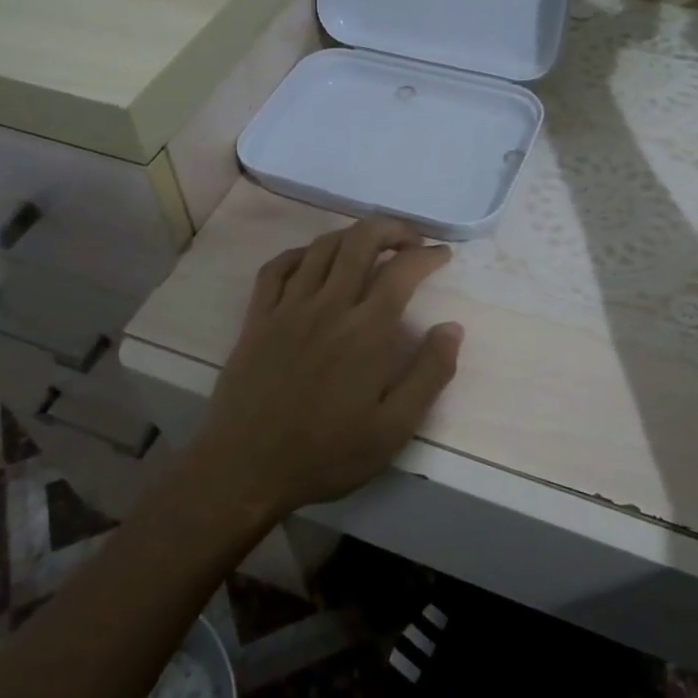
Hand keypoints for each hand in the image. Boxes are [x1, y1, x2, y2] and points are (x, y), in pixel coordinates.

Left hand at [192, 218, 463, 520]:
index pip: (402, 271)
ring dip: (352, 235)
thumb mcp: (394, 429)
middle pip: (361, 241)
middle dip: (391, 229)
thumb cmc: (326, 453)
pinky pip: (277, 268)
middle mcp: (329, 306)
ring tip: (370, 244)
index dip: (428, 255)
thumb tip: (452, 328)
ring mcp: (288, 308)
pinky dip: (300, 253)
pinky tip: (312, 260)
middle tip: (411, 240)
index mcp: (366, 331)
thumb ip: (429, 374)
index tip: (443, 255)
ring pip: (321, 247)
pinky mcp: (257, 318)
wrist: (246, 468)